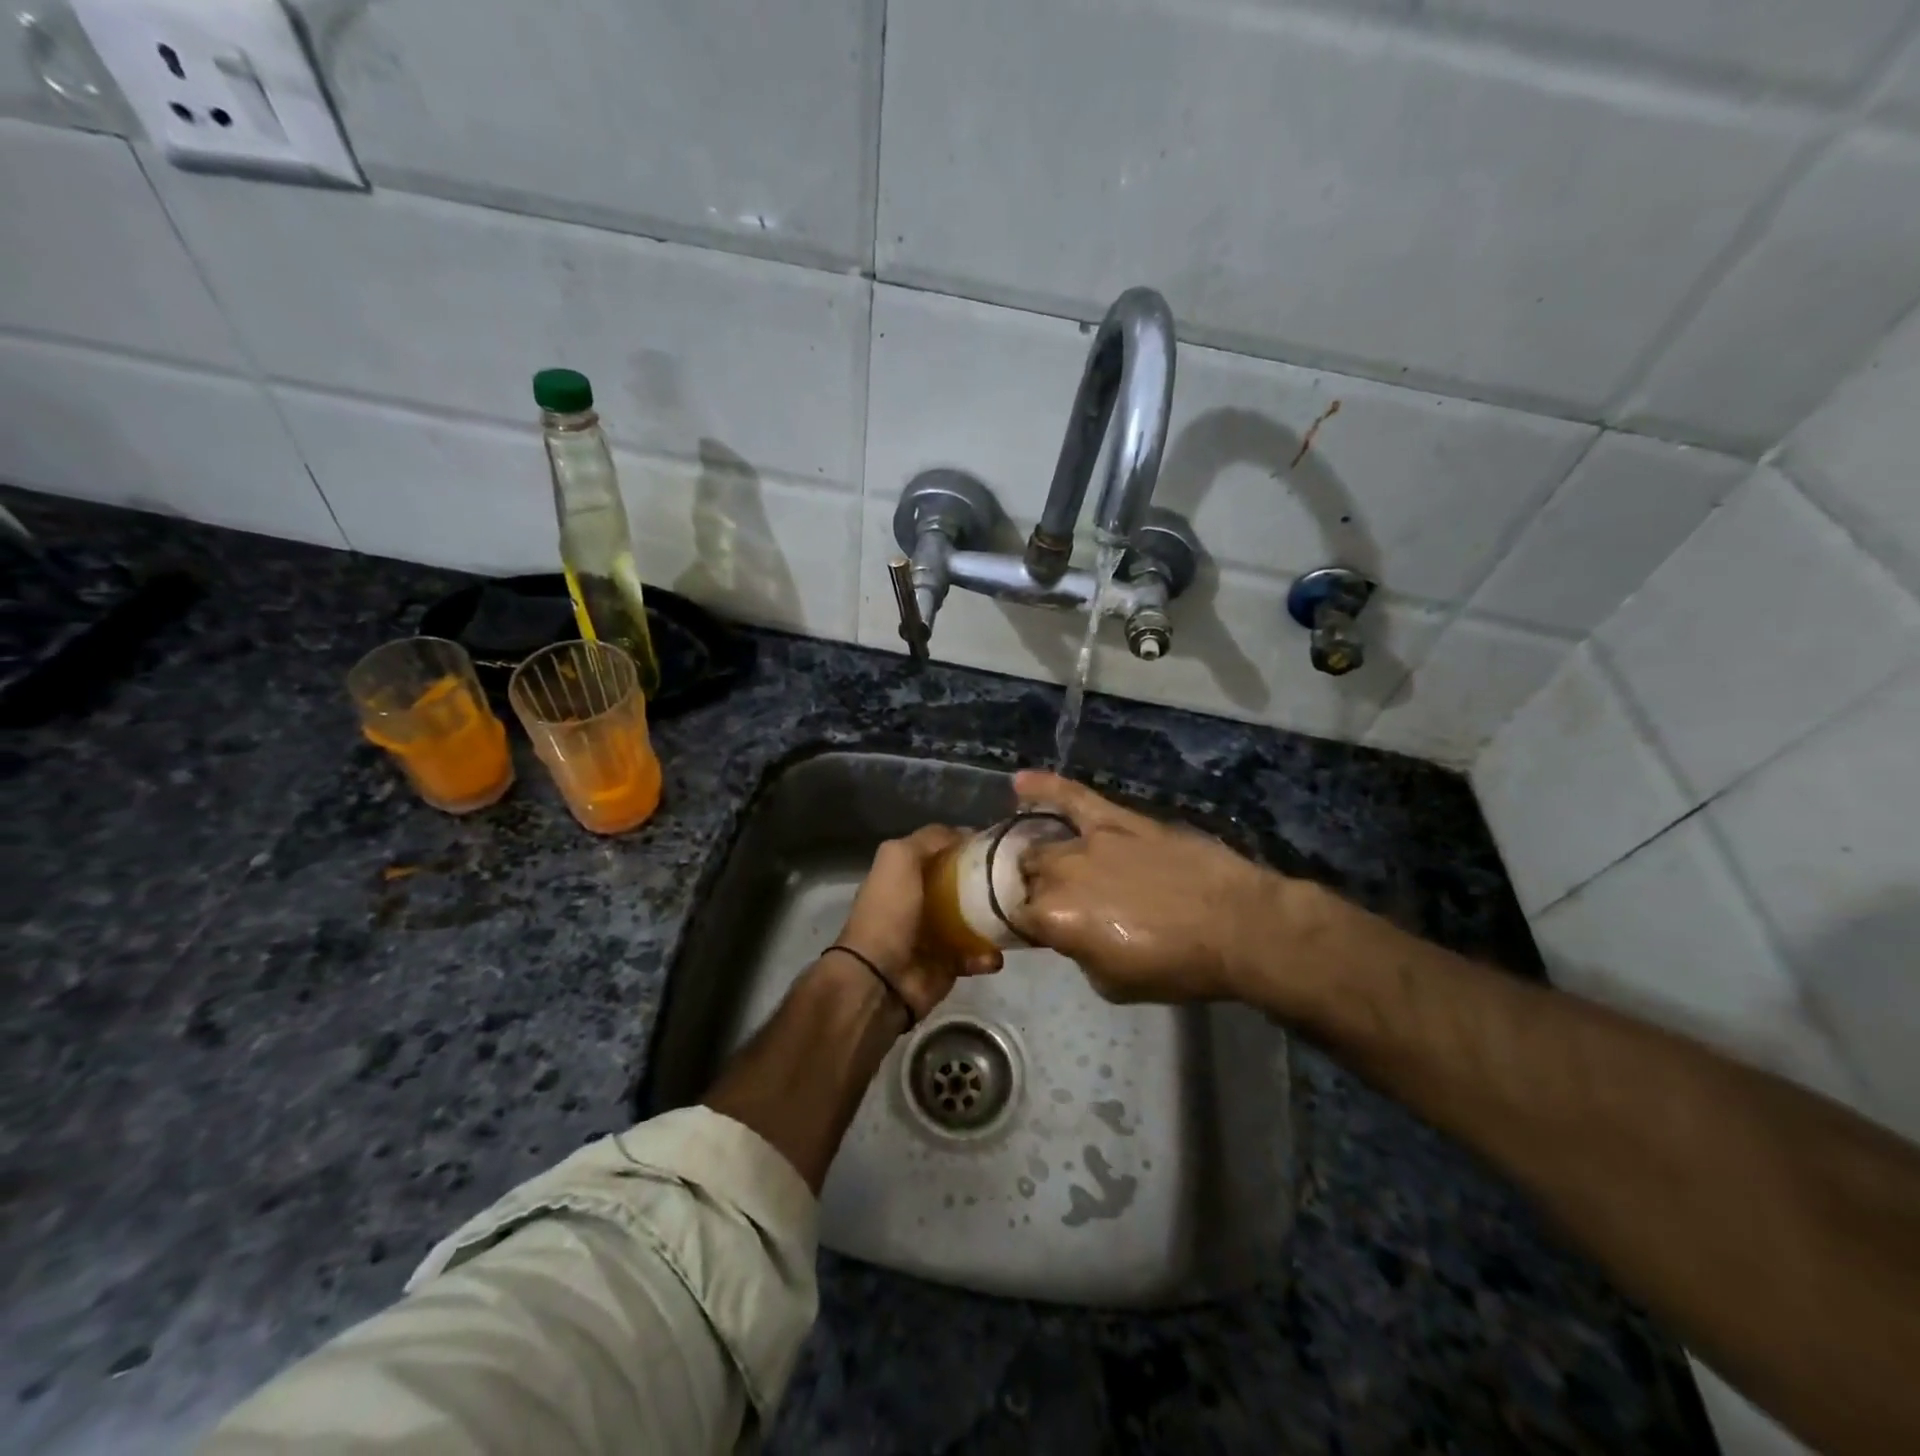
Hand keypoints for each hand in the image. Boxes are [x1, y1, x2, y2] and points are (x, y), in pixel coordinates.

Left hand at [833, 825, 1002, 1021]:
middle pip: (963, 885)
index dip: (967, 846)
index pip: (943, 853)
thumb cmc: (889, 911)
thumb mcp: (899, 857)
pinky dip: (987, 956)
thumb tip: (966, 832)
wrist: (880, 977)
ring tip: (1013, 916)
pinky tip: (993, 954)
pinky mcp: (948, 966)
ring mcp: (936, 935)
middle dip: (988, 882)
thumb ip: (929, 839)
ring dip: (995, 919)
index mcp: (906, 875)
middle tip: (1015, 879)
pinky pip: (976, 956)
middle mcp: (921, 902)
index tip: (997, 844)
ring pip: (976, 920)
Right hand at [1011, 770, 1298, 1003]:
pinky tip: (1019, 782)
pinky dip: (1044, 787)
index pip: (1016, 916)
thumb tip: (1071, 932)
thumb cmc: (1177, 966)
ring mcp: (1088, 840)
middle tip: (1056, 903)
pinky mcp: (1117, 819)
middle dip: (1034, 890)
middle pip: (1028, 875)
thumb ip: (1077, 951)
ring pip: (1044, 843)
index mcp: (1055, 918)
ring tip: (1040, 860)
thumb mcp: (1111, 983)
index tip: (1038, 932)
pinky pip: (1072, 797)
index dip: (1025, 925)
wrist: (1236, 926)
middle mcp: (1061, 873)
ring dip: (1040, 855)